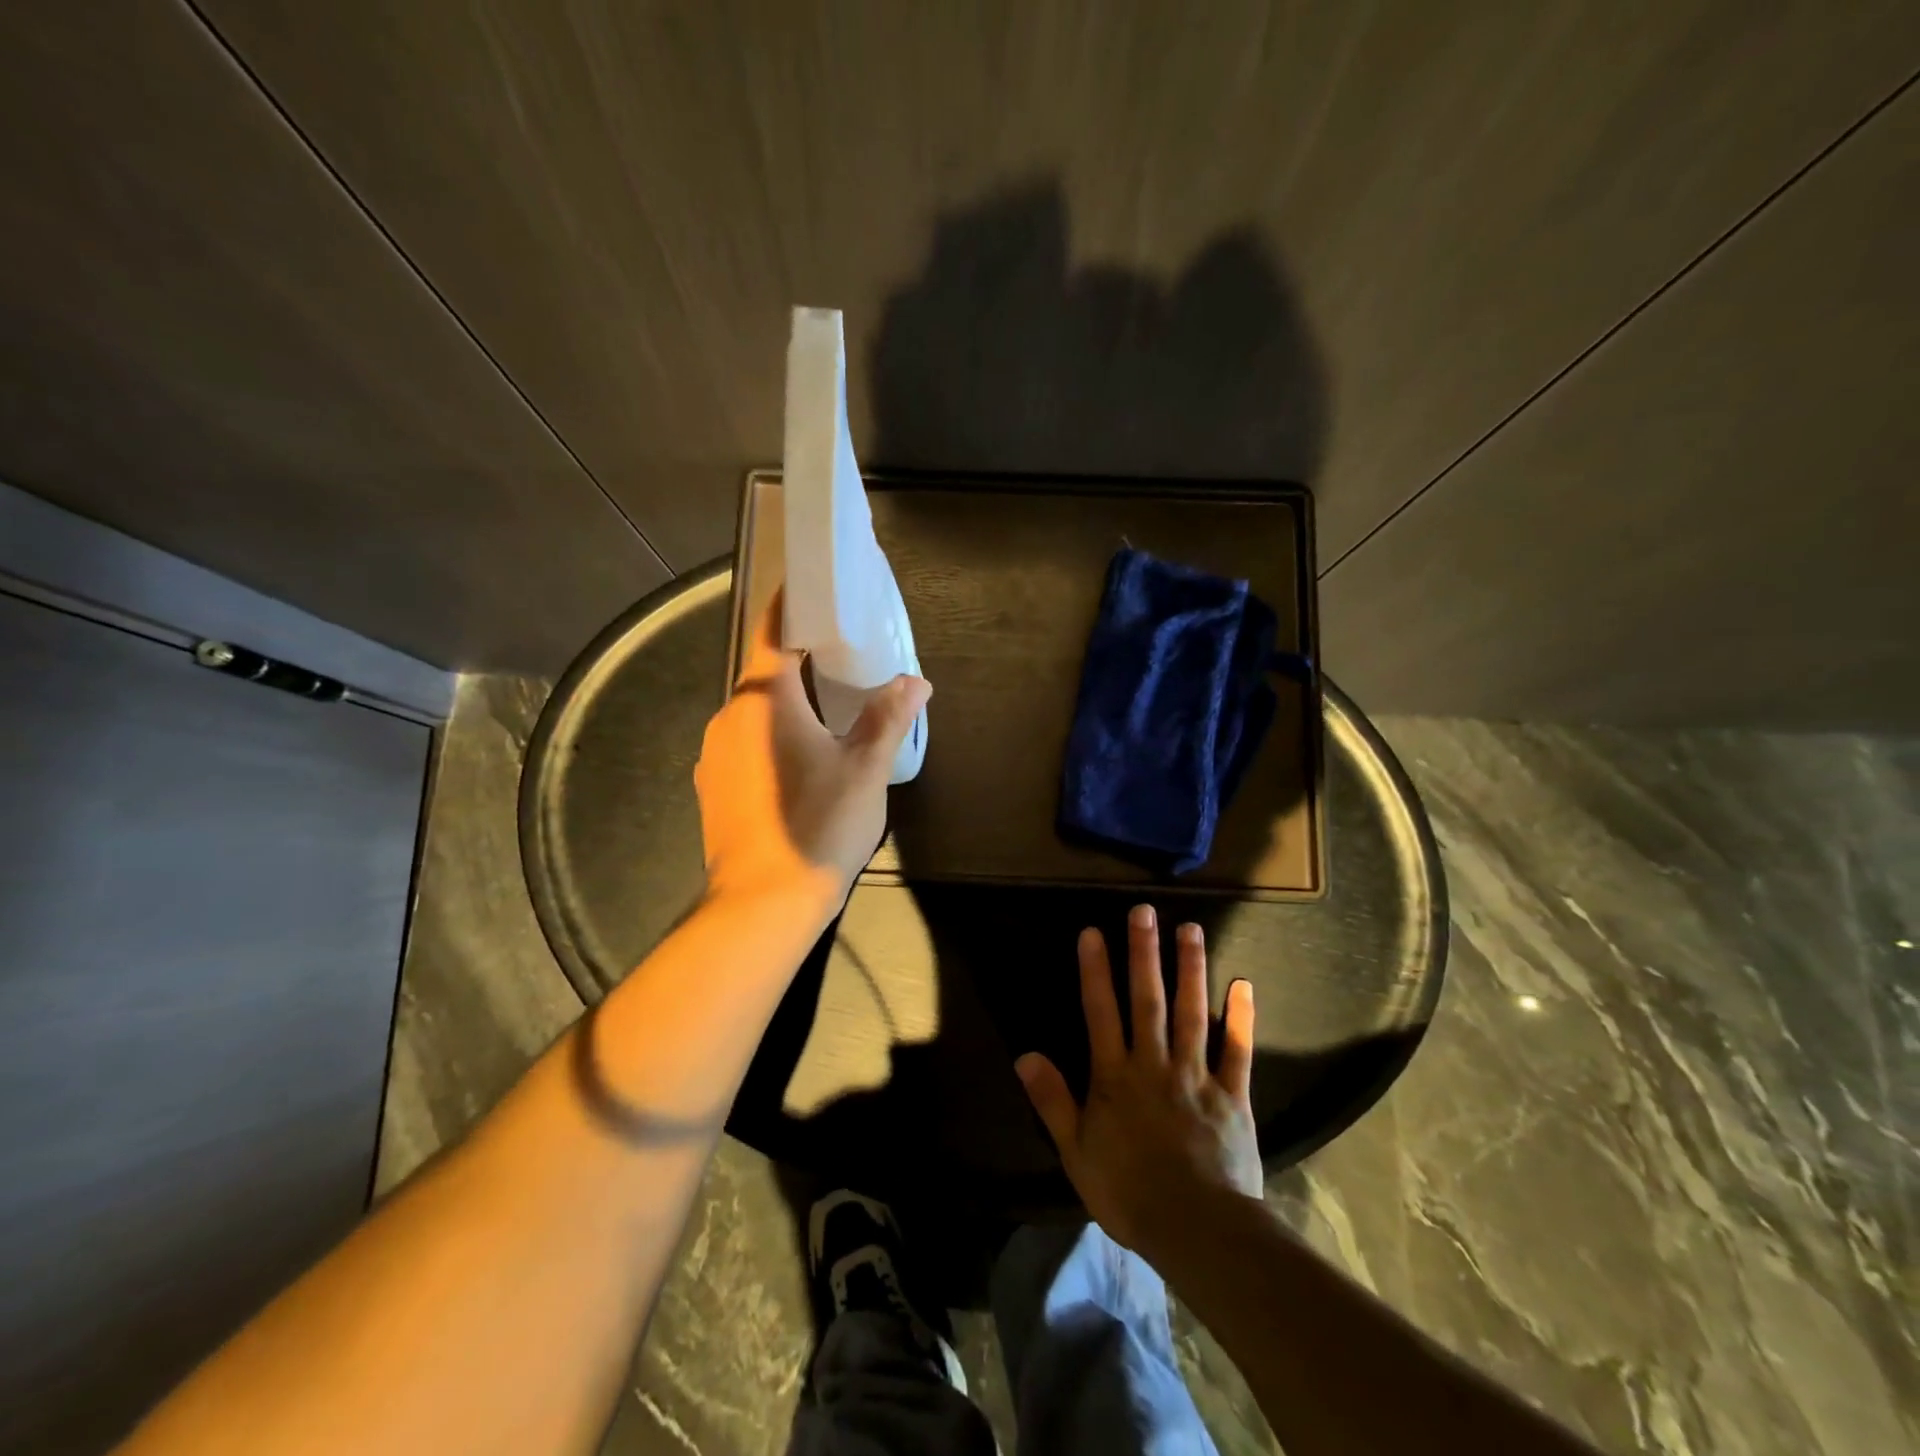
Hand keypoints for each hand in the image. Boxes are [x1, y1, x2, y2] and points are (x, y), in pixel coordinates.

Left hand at [694, 594, 929, 922]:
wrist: (763, 904)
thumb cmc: (819, 825)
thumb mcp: (866, 769)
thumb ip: (888, 718)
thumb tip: (915, 682)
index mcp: (764, 701)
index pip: (774, 634)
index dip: (791, 605)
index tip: (812, 588)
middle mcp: (729, 718)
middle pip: (764, 674)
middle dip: (799, 661)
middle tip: (841, 657)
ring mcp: (714, 755)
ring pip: (754, 712)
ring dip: (785, 704)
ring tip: (826, 711)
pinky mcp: (712, 787)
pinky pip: (744, 743)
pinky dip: (771, 736)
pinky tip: (800, 761)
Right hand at [1016, 904, 1262, 1262]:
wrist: (1197, 1231)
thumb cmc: (1128, 1192)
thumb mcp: (1076, 1152)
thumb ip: (1053, 1100)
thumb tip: (1024, 1055)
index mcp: (1115, 1076)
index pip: (1101, 1012)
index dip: (1095, 971)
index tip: (1093, 932)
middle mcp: (1154, 1064)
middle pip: (1147, 1000)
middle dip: (1144, 953)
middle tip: (1144, 911)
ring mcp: (1196, 1076)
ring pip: (1192, 1013)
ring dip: (1189, 969)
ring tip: (1189, 929)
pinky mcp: (1233, 1096)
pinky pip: (1238, 1051)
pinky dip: (1241, 1018)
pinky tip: (1243, 985)